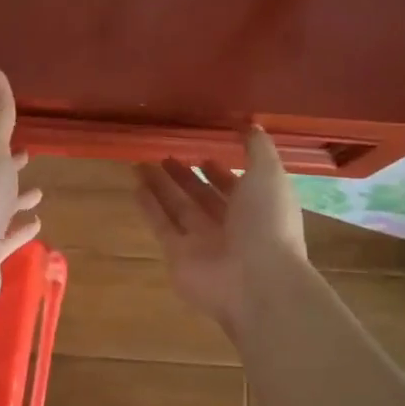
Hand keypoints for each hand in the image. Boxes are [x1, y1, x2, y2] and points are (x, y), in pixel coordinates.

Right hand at [134, 129, 307, 327]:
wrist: (256, 281)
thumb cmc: (267, 223)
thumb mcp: (269, 175)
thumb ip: (258, 149)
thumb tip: (250, 124)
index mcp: (258, 209)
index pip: (235, 186)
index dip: (220, 170)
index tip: (202, 152)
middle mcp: (231, 226)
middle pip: (203, 196)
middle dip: (185, 176)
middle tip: (165, 155)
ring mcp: (203, 243)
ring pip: (178, 208)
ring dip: (161, 187)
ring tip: (141, 163)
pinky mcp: (178, 256)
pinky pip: (161, 227)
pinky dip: (149, 208)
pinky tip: (135, 187)